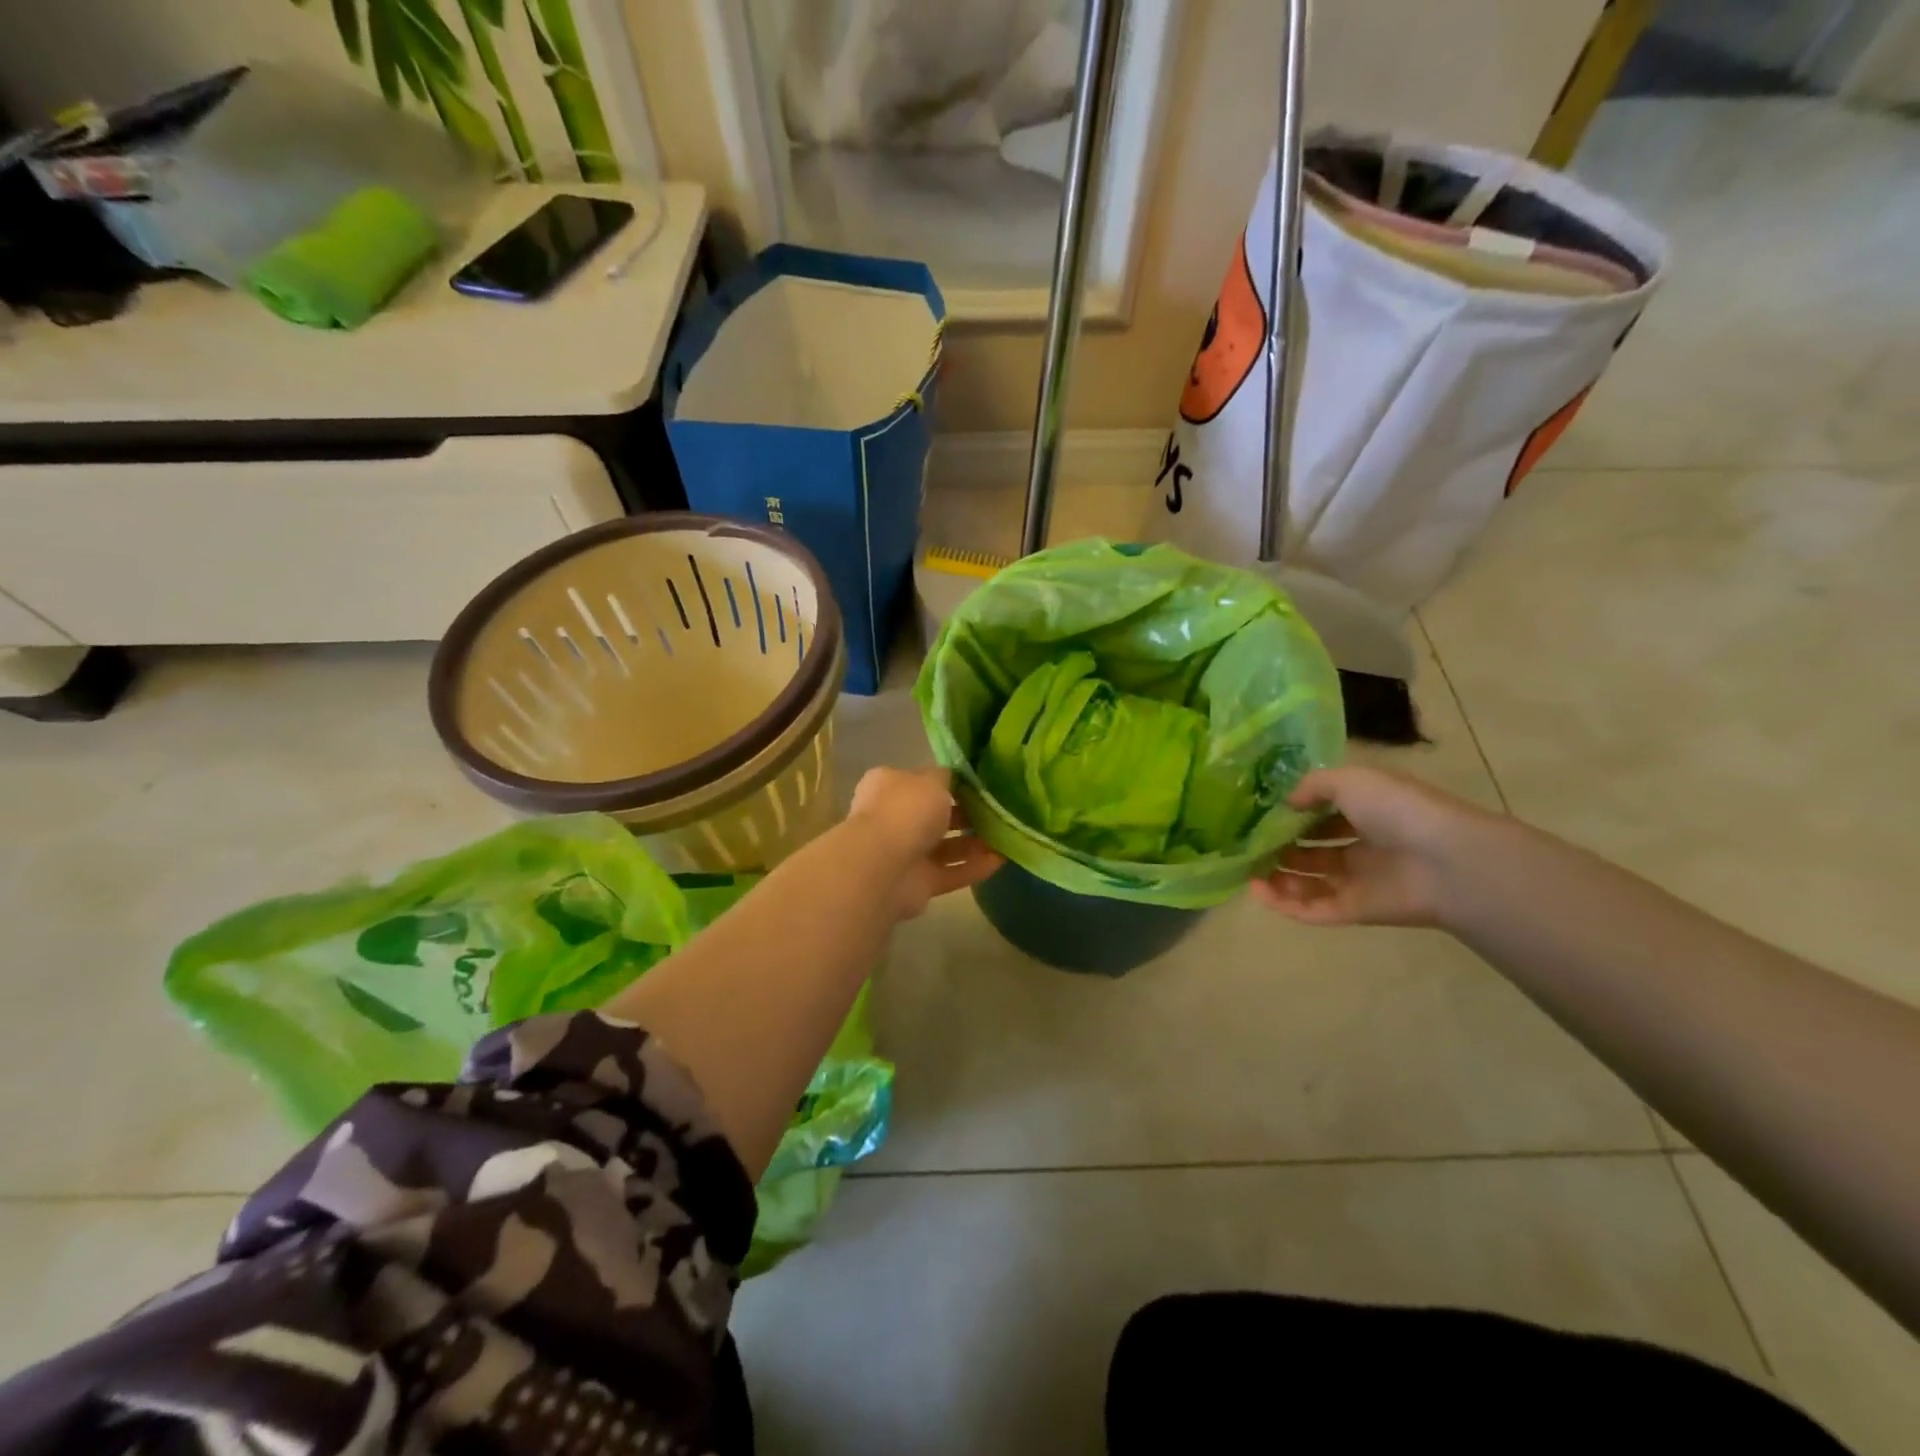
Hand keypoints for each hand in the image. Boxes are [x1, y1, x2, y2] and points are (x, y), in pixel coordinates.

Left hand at [847, 767, 1002, 920]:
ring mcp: (905, 853)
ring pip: (945, 846)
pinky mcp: (919, 884)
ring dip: (975, 842)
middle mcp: (893, 818)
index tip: (980, 784)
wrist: (884, 867)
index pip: (922, 780)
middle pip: (935, 815)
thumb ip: (947, 777)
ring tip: (1007, 835)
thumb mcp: (932, 780)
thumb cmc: (906, 811)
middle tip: (998, 810)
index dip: (949, 782)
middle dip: (966, 814)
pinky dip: (974, 867)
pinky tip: (1002, 860)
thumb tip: (955, 778)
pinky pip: (952, 873)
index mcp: (889, 787)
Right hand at [1250, 766, 1493, 928]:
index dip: (1294, 815)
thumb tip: (1286, 802)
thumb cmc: (1398, 810)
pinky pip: (1314, 910)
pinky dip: (1284, 905)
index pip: (1324, 815)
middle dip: (1282, 848)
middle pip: (1314, 851)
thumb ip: (1313, 786)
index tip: (1261, 816)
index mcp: (1367, 812)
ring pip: (1310, 882)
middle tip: (1251, 847)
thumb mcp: (1351, 780)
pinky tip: (1258, 893)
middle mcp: (1362, 847)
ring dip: (1279, 878)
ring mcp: (1359, 881)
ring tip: (1249, 872)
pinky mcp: (1355, 911)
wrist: (1446, 862)